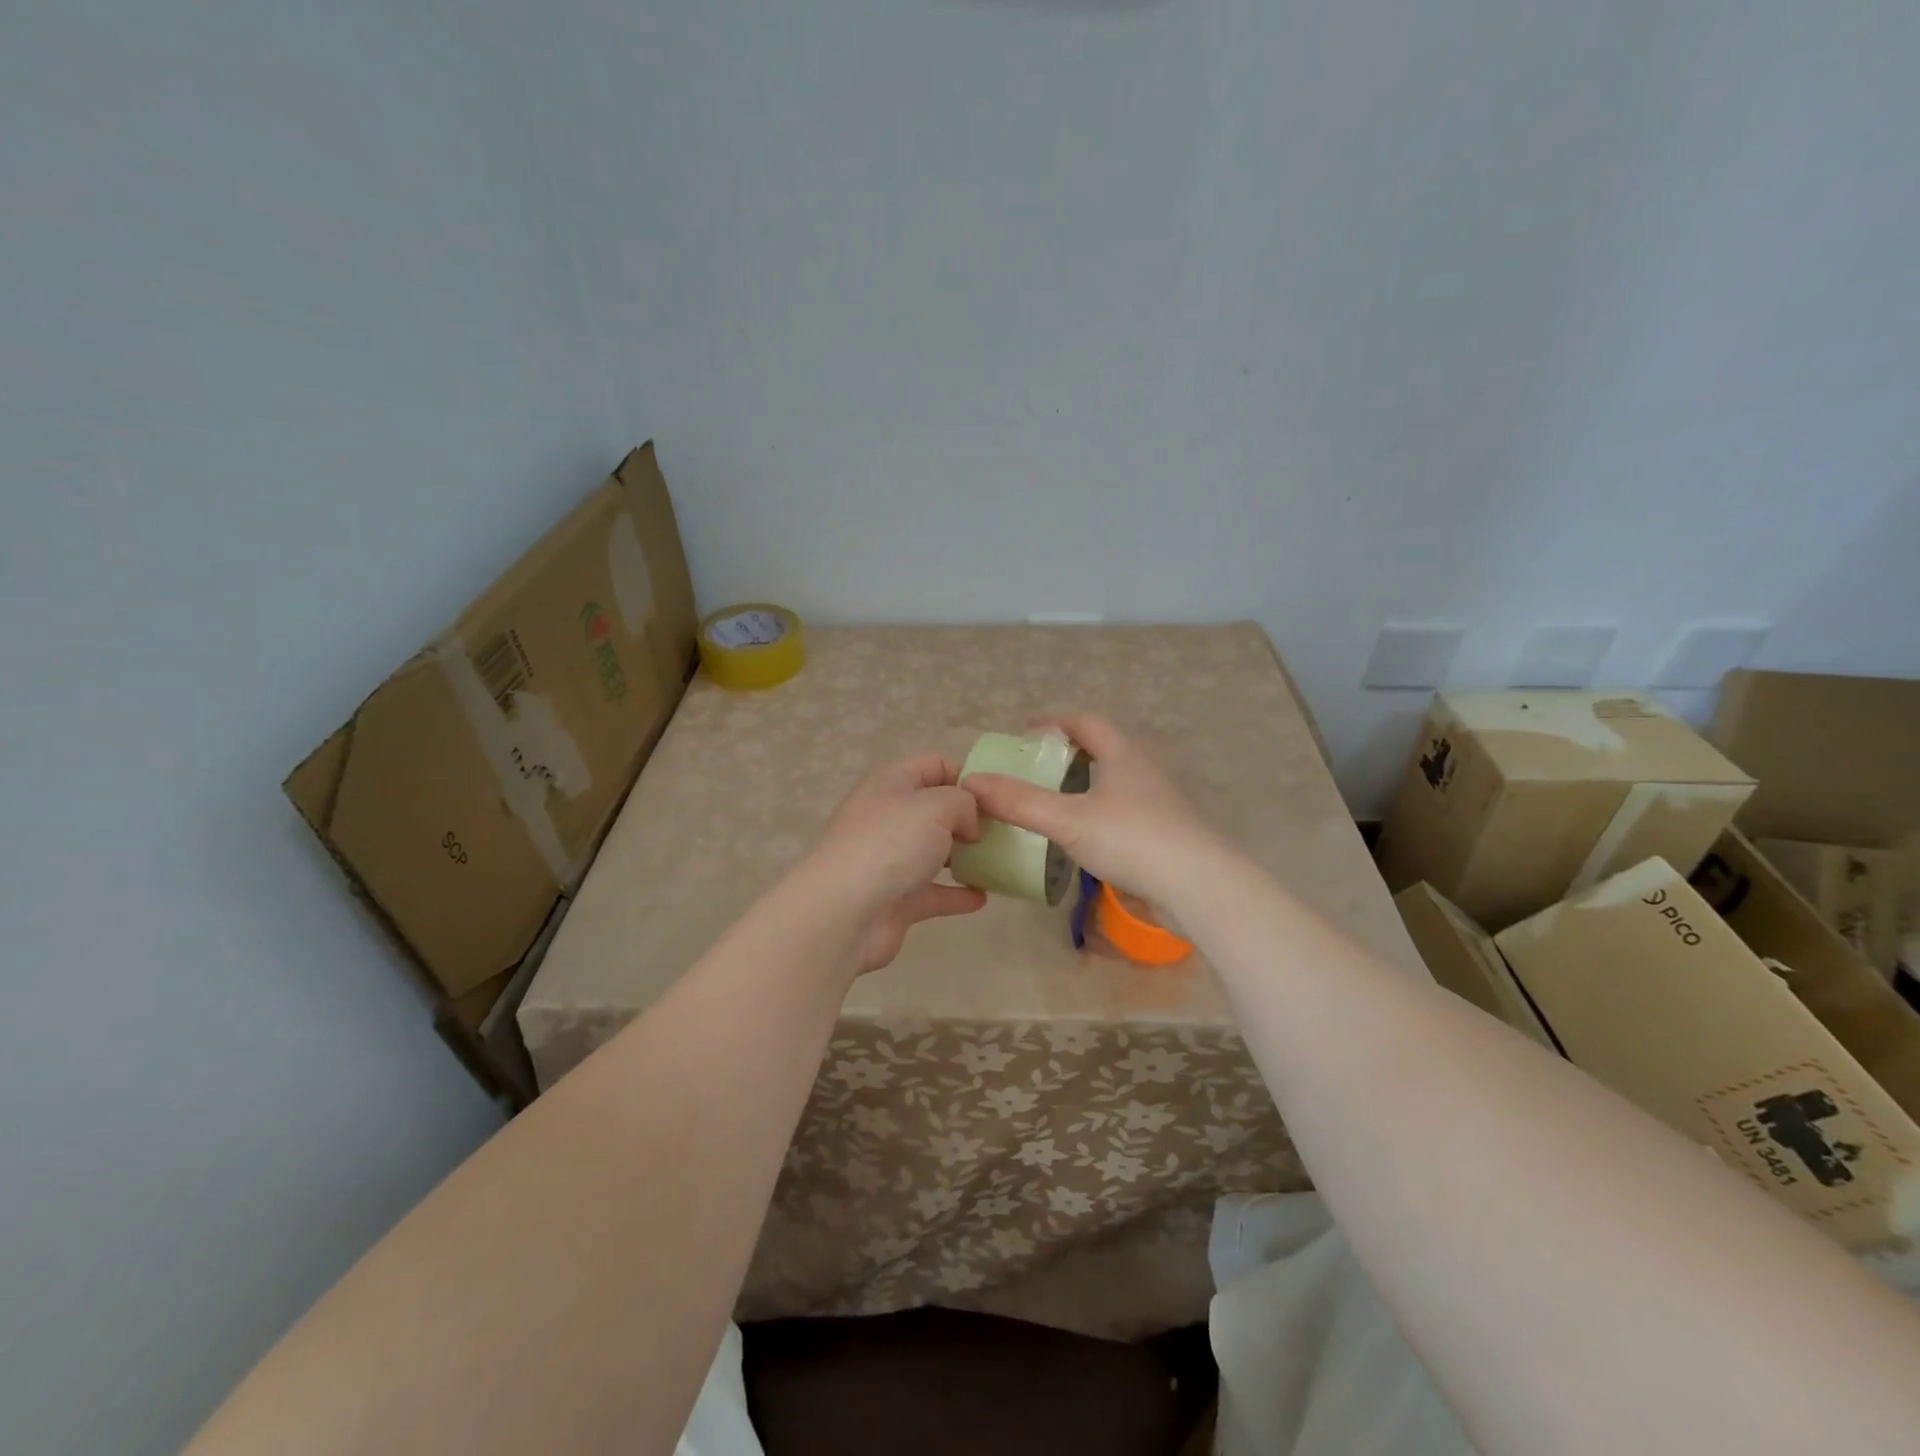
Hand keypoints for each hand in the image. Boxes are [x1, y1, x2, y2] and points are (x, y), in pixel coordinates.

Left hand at [800, 754, 987, 974]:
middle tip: (1004, 830)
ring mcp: (891, 861)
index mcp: (891, 784)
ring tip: (999, 860)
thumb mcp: (935, 806)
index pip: (933, 765)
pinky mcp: (896, 900)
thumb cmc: (890, 845)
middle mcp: (889, 818)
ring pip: (934, 852)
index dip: (966, 774)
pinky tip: (983, 897)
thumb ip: (963, 803)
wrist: (844, 913)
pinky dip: (957, 894)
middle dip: (969, 818)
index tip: (998, 795)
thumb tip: (968, 825)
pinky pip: (934, 892)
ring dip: (964, 856)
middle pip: (935, 810)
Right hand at [964, 714, 1219, 906]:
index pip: (1085, 722)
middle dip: (1067, 754)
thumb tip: (971, 782)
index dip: (1053, 722)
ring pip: (1113, 783)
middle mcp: (1142, 771)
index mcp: (1123, 754)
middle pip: (1102, 749)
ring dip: (1083, 786)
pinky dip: (1096, 814)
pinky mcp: (1162, 833)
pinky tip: (1081, 838)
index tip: (1025, 733)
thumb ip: (1019, 802)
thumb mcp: (1067, 819)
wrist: (1197, 886)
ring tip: (1051, 803)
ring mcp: (1157, 803)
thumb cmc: (1131, 838)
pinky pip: (1121, 812)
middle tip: (1033, 769)